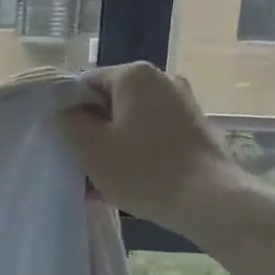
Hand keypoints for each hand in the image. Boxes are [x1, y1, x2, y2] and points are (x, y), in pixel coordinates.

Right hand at [59, 63, 241, 225]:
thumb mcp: (90, 148)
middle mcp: (162, 78)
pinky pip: (152, 134)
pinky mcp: (195, 127)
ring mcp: (183, 102)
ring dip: (113, 146)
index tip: (66, 143)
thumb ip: (68, 121)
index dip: (70, 112)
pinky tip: (128, 182)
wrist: (210, 200)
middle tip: (83, 165)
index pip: (85, 84)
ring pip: (131, 121)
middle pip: (110, 102)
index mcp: (134, 74)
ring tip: (102, 182)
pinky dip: (137, 152)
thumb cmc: (143, 170)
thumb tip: (63, 109)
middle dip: (93, 132)